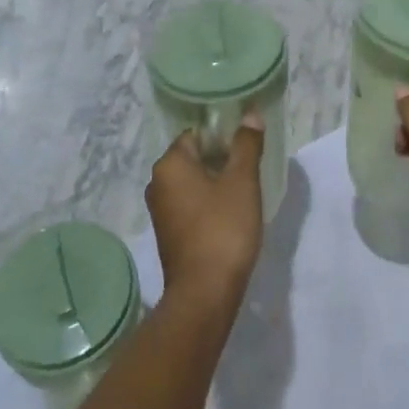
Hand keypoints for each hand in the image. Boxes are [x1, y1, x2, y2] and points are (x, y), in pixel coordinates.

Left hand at [147, 115, 264, 305]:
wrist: (204, 294)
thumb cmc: (223, 229)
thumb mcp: (242, 182)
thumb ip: (246, 145)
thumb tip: (250, 115)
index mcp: (169, 164)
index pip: (197, 134)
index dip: (223, 136)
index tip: (246, 147)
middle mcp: (157, 182)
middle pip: (193, 157)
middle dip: (221, 159)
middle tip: (249, 168)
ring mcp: (160, 210)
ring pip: (192, 182)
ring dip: (215, 183)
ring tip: (243, 191)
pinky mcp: (167, 233)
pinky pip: (189, 205)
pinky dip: (207, 204)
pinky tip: (229, 215)